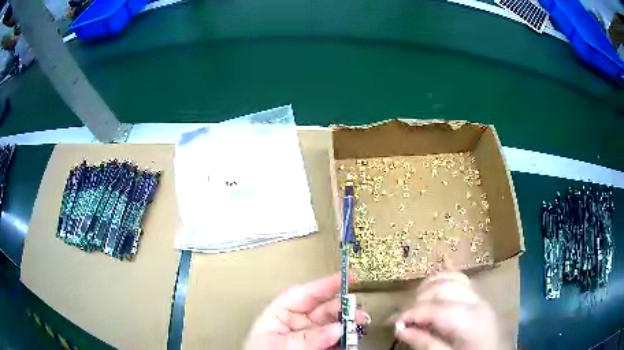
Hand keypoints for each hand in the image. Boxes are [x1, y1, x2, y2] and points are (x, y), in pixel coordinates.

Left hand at [245, 273, 369, 349]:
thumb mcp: (280, 345)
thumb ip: (307, 338)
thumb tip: (337, 328)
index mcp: (281, 313)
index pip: (305, 293)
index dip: (326, 284)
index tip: (347, 276)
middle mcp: (298, 321)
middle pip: (324, 308)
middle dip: (344, 307)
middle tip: (358, 312)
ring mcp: (311, 335)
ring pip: (334, 323)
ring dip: (349, 322)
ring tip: (361, 324)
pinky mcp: (321, 346)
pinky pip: (337, 339)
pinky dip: (347, 338)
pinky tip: (353, 338)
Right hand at [394, 271, 504, 349]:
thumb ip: (425, 343)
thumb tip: (400, 329)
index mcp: (469, 319)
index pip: (434, 308)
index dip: (410, 313)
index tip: (391, 322)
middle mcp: (475, 301)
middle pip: (442, 288)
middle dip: (418, 299)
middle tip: (404, 317)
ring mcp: (479, 295)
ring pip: (451, 277)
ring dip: (429, 286)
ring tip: (415, 302)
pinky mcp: (479, 296)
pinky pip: (461, 278)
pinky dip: (443, 279)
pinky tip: (433, 287)